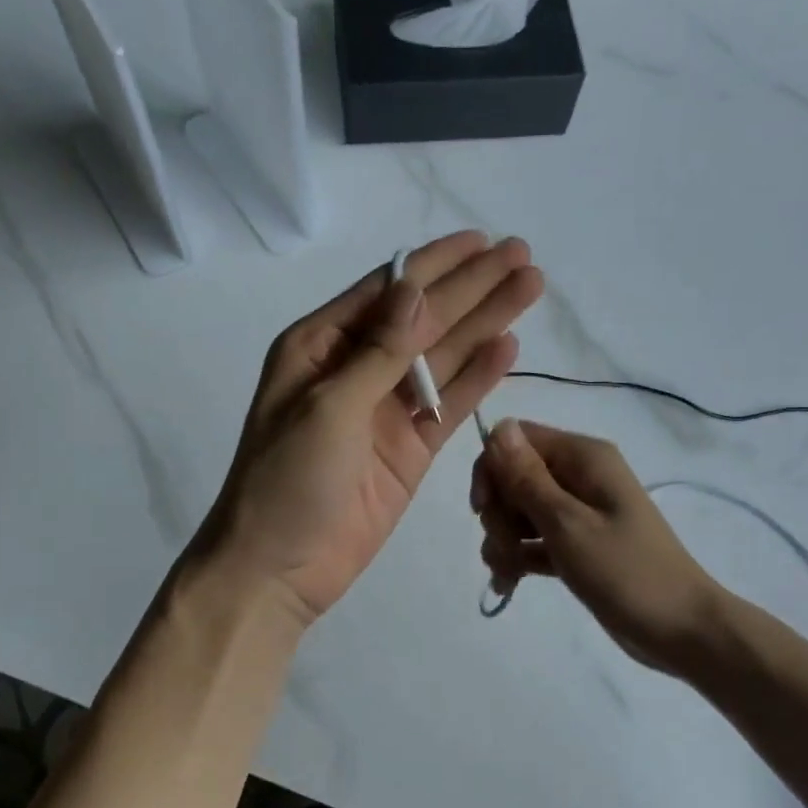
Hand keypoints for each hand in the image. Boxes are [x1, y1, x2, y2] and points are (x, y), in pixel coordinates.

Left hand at [197, 232, 544, 623]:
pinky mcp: (410, 449)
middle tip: (522, 255)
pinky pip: (448, 405)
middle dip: (471, 287)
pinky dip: (478, 378)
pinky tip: (509, 347)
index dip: (435, 264)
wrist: (278, 568)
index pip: (386, 291)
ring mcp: (385, 410)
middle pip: (423, 319)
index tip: (482, 240)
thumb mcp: (328, 405)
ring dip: (484, 323)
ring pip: (442, 358)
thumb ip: (379, 351)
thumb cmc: (286, 479)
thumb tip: (415, 288)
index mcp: (320, 346)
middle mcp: (355, 369)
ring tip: (529, 288)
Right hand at [471, 420, 723, 674]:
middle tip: (504, 548)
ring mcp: (579, 512)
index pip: (515, 440)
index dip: (492, 470)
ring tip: (507, 574)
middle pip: (514, 477)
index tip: (483, 510)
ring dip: (503, 540)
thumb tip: (498, 426)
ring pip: (519, 511)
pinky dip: (519, 557)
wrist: (681, 629)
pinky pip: (534, 539)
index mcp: (583, 458)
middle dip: (498, 513)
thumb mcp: (567, 524)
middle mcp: (580, 476)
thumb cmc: (626, 572)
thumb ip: (527, 478)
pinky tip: (508, 584)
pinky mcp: (578, 544)